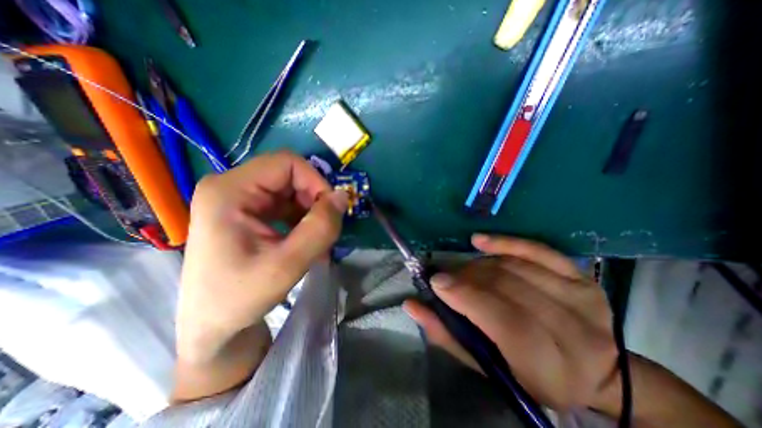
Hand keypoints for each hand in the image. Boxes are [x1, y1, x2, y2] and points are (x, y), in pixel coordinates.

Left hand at [176, 151, 347, 363]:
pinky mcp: (246, 210)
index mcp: (229, 190)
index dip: (316, 181)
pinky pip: (284, 201)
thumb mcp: (287, 265)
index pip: (287, 163)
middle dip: (314, 197)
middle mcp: (230, 185)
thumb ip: (319, 228)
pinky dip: (301, 215)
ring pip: (290, 188)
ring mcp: (238, 197)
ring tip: (315, 236)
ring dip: (309, 208)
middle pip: (289, 174)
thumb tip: (343, 196)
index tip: (330, 210)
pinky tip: (303, 237)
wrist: (212, 326)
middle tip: (324, 226)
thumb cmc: (240, 298)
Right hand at [405, 235, 618, 412]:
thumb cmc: (530, 375)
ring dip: (480, 264)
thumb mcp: (487, 366)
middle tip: (446, 276)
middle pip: (509, 287)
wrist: (593, 368)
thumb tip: (412, 305)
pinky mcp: (581, 276)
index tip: (436, 282)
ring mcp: (583, 297)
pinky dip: (505, 242)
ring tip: (463, 270)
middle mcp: (577, 332)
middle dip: (467, 277)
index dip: (467, 297)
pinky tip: (480, 241)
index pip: (506, 321)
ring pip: (516, 267)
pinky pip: (537, 249)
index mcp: (554, 368)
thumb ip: (447, 334)